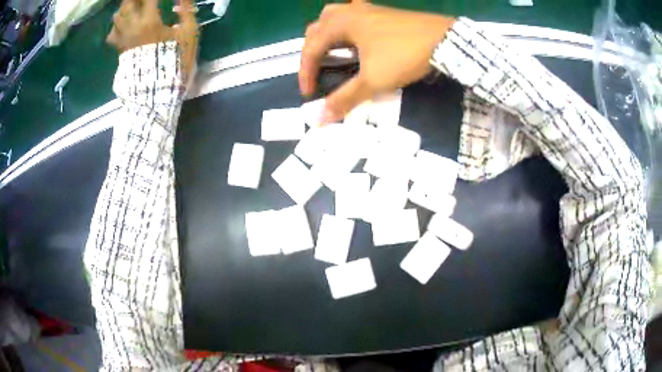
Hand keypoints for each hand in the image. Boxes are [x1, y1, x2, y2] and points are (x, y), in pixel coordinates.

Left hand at [107, 0, 198, 82]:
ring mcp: (124, 39)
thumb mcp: (188, 34)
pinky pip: (112, 35)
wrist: (158, 89)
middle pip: (128, 4)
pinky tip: (122, 25)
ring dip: (124, 7)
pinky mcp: (120, 50)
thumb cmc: (175, 60)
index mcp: (150, 21)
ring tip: (131, 6)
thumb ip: (186, 11)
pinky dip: (116, 27)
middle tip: (141, 0)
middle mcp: (133, 27)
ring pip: (117, 17)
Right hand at [299, 1, 454, 123]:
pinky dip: (345, 27)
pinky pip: (353, 15)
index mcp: (341, 23)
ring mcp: (367, 8)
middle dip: (312, 50)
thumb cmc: (404, 56)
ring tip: (331, 50)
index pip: (312, 48)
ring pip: (334, 16)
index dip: (305, 72)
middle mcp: (349, 11)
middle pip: (317, 28)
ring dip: (326, 34)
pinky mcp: (382, 11)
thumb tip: (320, 119)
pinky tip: (356, 37)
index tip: (309, 93)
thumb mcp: (373, 80)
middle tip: (317, 70)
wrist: (444, 39)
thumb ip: (345, 98)